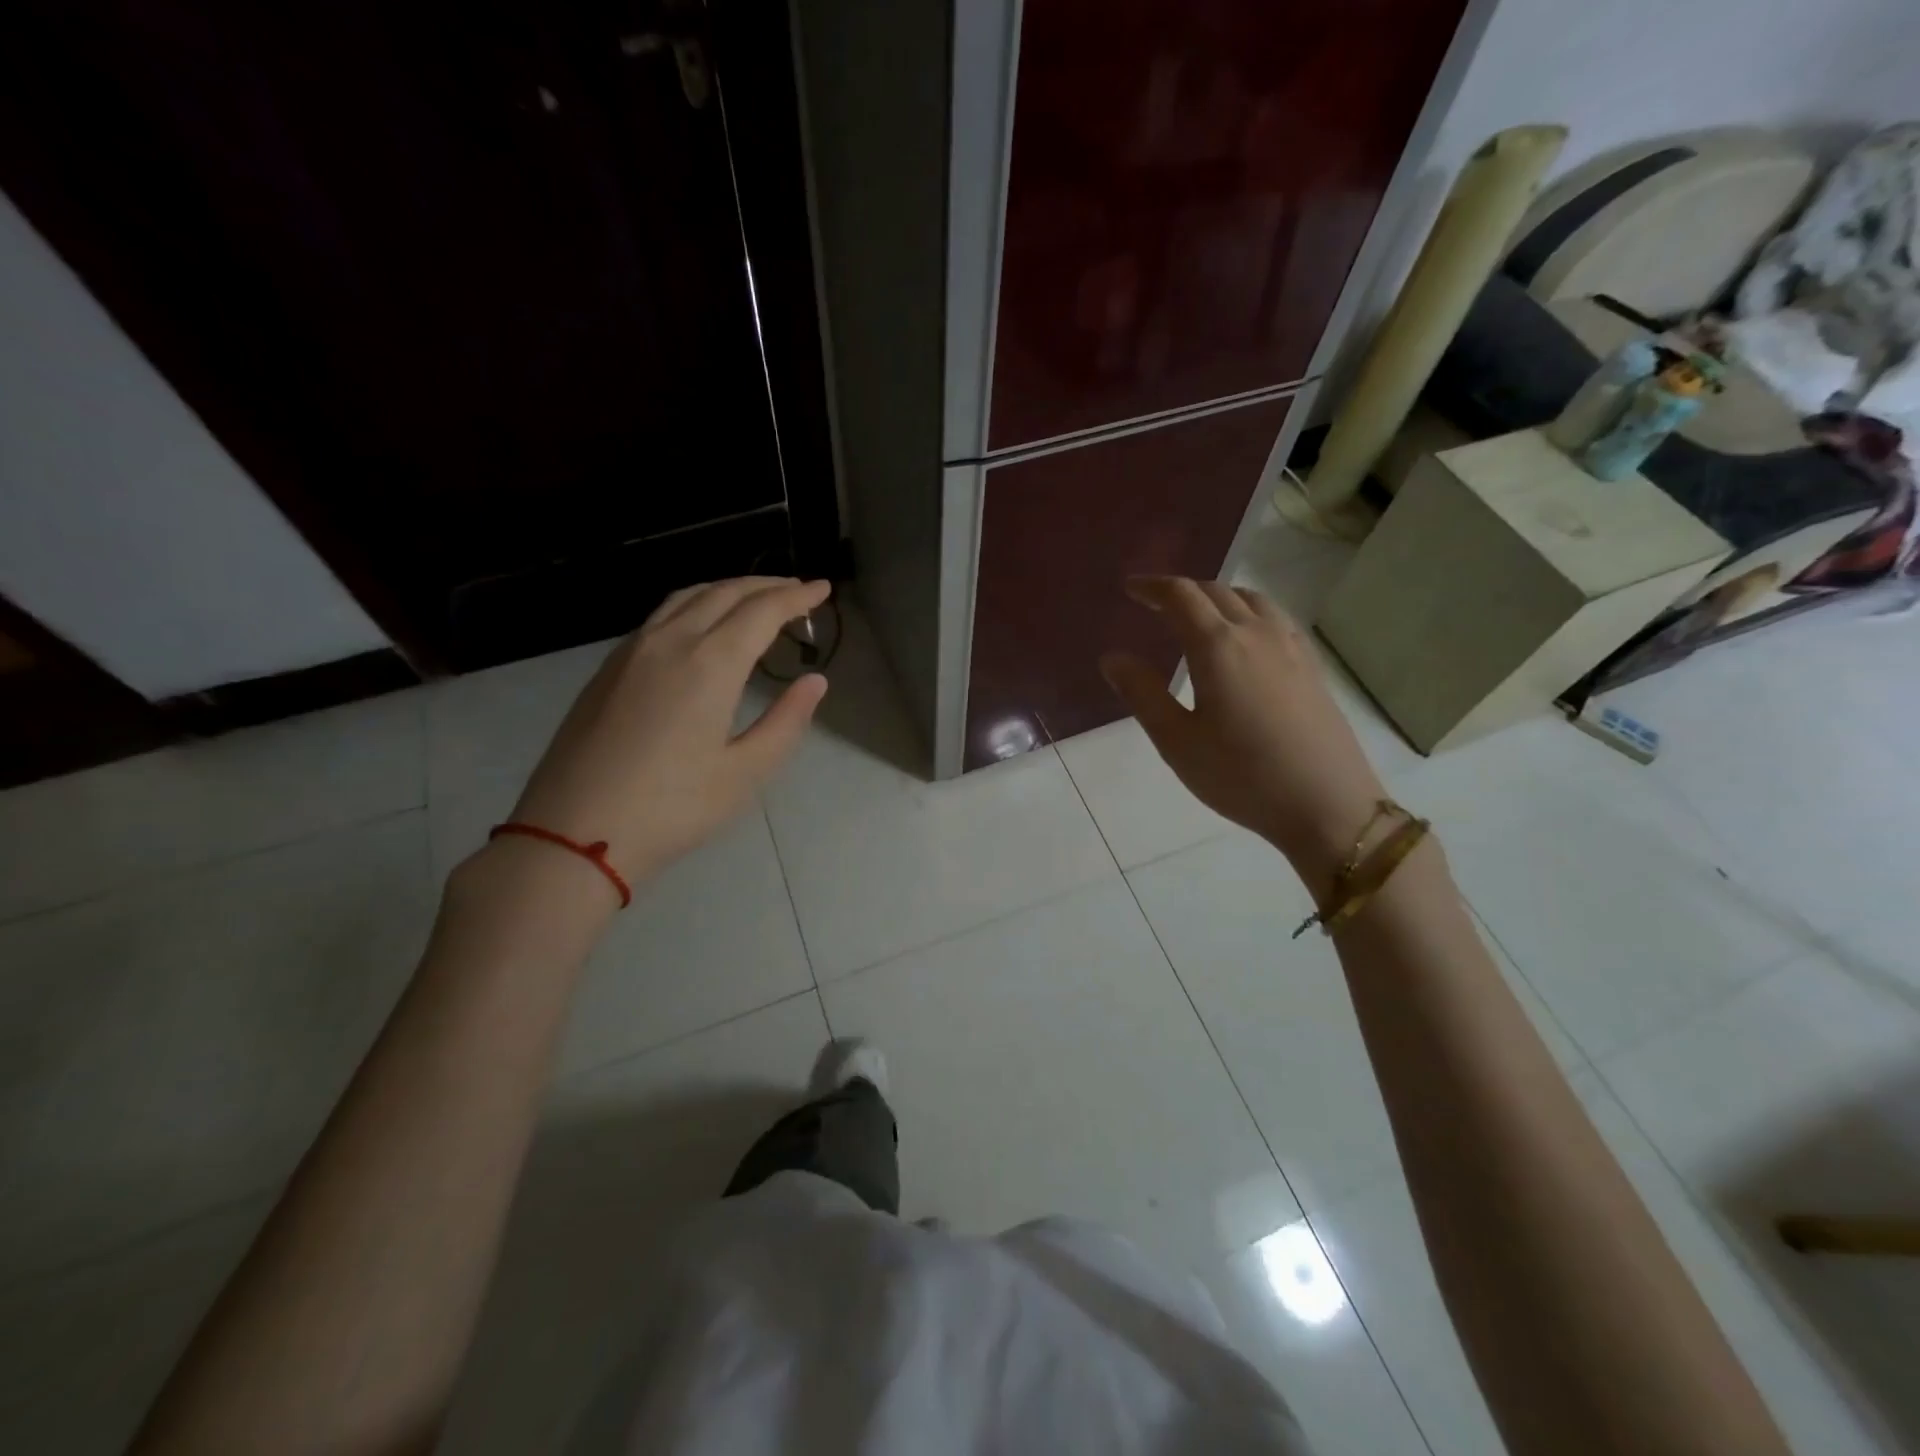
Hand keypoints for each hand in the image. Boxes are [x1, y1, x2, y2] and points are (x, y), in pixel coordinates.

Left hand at [507, 576, 830, 886]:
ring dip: (727, 589)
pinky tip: (701, 625)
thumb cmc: (671, 809)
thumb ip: (786, 721)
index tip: (822, 589)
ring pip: (686, 597)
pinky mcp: (608, 669)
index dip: (796, 597)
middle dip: (766, 585)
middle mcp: (670, 642)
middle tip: (797, 591)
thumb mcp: (745, 773)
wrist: (572, 834)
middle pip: (724, 592)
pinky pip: (660, 616)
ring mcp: (631, 652)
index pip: (761, 611)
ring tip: (754, 598)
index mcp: (709, 664)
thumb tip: (814, 681)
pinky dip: (695, 604)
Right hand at [1100, 576, 1386, 883]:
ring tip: (1198, 614)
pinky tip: (1245, 637)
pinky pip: (1275, 618)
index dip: (1152, 587)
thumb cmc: (1241, 776)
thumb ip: (1142, 694)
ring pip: (1251, 599)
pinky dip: (1248, 611)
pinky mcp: (1311, 665)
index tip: (1130, 589)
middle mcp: (1256, 633)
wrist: (1327, 804)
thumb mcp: (1177, 741)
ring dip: (1217, 596)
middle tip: (1154, 602)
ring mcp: (1291, 646)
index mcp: (1218, 646)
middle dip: (1181, 590)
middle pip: (1216, 591)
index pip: (1181, 596)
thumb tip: (1112, 658)